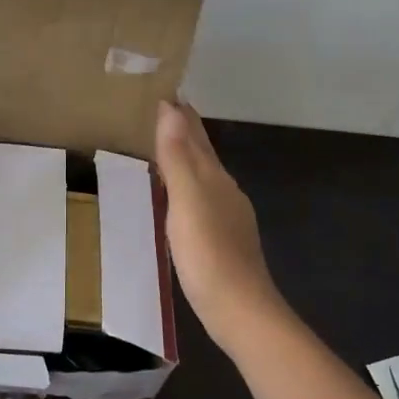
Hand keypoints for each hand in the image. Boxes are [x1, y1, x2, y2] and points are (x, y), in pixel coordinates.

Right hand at [154, 99, 285, 350]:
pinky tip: (177, 196)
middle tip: (159, 107)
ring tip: (161, 144)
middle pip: (202, 150)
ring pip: (202, 173)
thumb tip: (171, 108)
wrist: (239, 309)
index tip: (161, 88)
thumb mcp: (187, 201)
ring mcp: (226, 214)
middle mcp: (223, 189)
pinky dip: (185, 183)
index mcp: (214, 177)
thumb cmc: (209, 254)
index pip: (195, 133)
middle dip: (183, 127)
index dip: (179, 111)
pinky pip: (199, 196)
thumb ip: (178, 157)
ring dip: (184, 154)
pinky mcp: (221, 237)